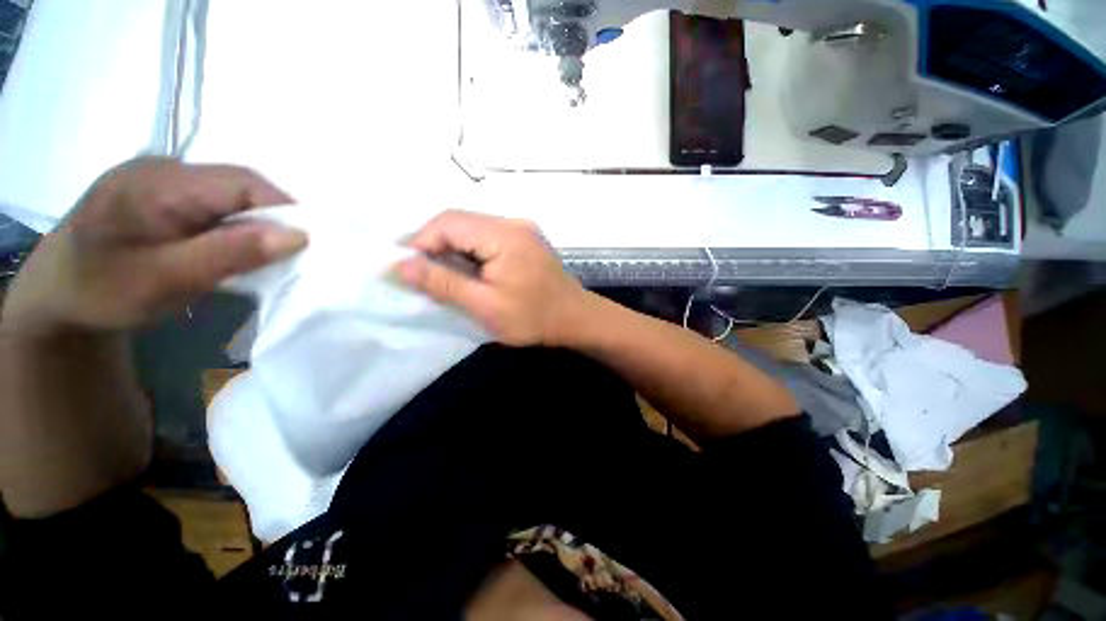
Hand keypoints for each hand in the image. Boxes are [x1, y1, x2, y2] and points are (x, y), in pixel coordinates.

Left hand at [2, 157, 305, 336]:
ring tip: (259, 255)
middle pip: (239, 185)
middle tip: (285, 257)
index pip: (242, 183)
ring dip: (254, 223)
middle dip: (271, 219)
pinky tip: (230, 245)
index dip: (283, 210)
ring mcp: (162, 176)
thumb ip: (229, 253)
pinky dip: (236, 224)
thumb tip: (298, 236)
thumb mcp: (166, 280)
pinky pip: (216, 201)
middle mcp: (163, 167)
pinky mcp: (164, 191)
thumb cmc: (103, 291)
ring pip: (231, 194)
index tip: (307, 246)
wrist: (56, 294)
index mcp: (157, 182)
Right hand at [398, 210, 590, 346]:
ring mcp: (521, 229)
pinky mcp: (525, 240)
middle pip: (460, 221)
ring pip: (472, 229)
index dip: (420, 241)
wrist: (576, 319)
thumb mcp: (485, 306)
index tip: (405, 268)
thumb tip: (399, 266)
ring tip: (440, 274)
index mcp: (504, 234)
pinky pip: (487, 237)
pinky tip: (467, 271)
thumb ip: (442, 283)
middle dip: (434, 244)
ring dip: (451, 248)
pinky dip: (470, 251)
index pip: (449, 222)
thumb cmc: (534, 318)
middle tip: (419, 273)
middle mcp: (513, 223)